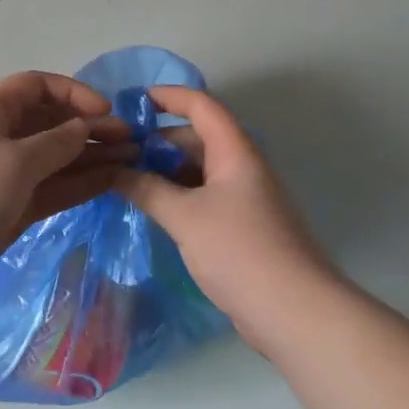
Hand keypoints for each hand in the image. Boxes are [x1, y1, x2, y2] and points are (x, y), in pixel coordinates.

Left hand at [0, 71, 135, 299]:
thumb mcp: (16, 160)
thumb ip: (57, 142)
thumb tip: (85, 126)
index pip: (38, 86)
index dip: (73, 92)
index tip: (106, 109)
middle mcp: (3, 135)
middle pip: (52, 121)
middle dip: (89, 126)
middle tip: (130, 139)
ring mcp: (10, 171)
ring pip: (57, 155)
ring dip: (91, 155)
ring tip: (132, 159)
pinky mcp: (16, 203)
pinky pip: (54, 185)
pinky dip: (80, 182)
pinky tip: (112, 180)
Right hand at [113, 86, 342, 347]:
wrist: (294, 312)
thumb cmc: (240, 251)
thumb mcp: (184, 217)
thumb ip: (146, 189)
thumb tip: (114, 171)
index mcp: (234, 152)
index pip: (201, 106)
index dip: (168, 96)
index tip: (133, 101)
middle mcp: (242, 167)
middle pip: (197, 137)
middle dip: (158, 139)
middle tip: (119, 150)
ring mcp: (244, 197)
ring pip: (199, 168)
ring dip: (166, 169)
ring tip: (127, 179)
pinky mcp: (242, 226)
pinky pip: (204, 195)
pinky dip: (177, 194)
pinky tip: (152, 208)